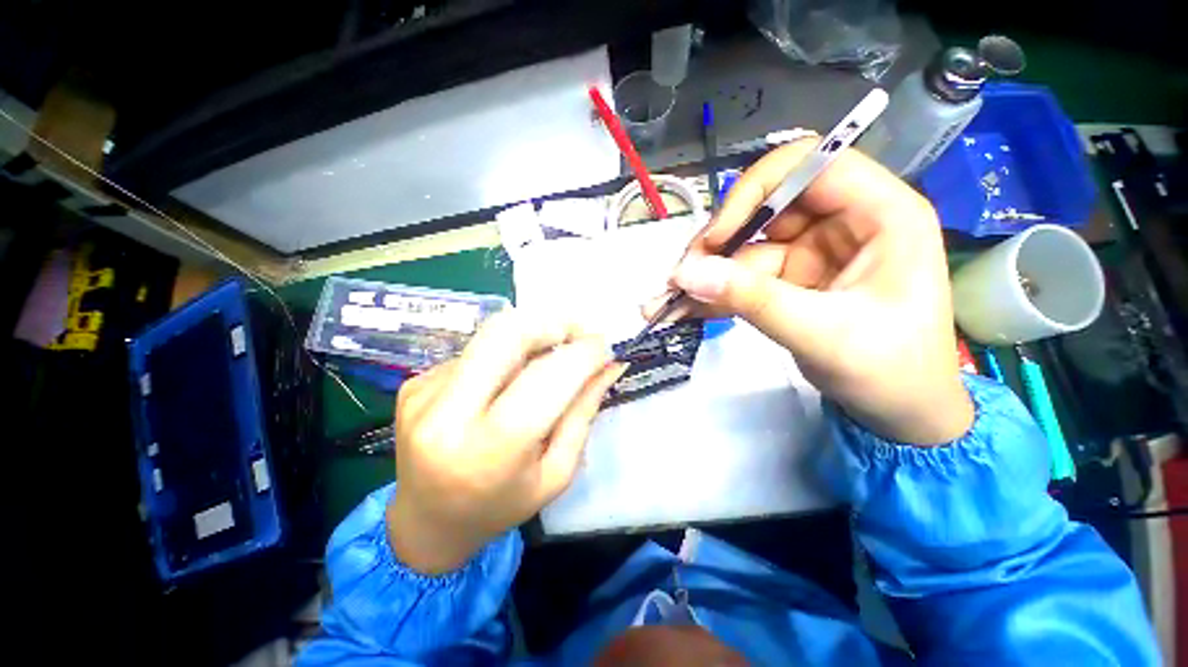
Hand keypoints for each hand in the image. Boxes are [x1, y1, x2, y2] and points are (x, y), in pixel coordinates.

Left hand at [387, 310, 624, 573]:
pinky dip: (502, 357)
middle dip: (551, 323)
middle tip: (576, 334)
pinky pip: (473, 353)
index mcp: (490, 451)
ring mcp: (424, 394)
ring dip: (529, 338)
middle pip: (505, 333)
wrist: (425, 524)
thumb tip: (609, 365)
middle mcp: (447, 415)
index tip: (605, 346)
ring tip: (547, 357)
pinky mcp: (414, 384)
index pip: (546, 378)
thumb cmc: (500, 507)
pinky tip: (504, 384)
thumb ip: (583, 413)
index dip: (583, 353)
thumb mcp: (556, 474)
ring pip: (490, 336)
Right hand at [649, 141, 972, 444]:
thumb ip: (753, 300)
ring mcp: (812, 253)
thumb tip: (687, 274)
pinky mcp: (790, 281)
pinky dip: (714, 294)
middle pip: (766, 208)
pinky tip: (685, 309)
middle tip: (682, 276)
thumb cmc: (888, 370)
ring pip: (746, 248)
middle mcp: (844, 223)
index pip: (811, 164)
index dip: (756, 190)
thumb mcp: (821, 333)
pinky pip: (743, 278)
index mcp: (881, 214)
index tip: (717, 236)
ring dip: (707, 274)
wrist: (898, 413)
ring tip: (670, 300)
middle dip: (719, 242)